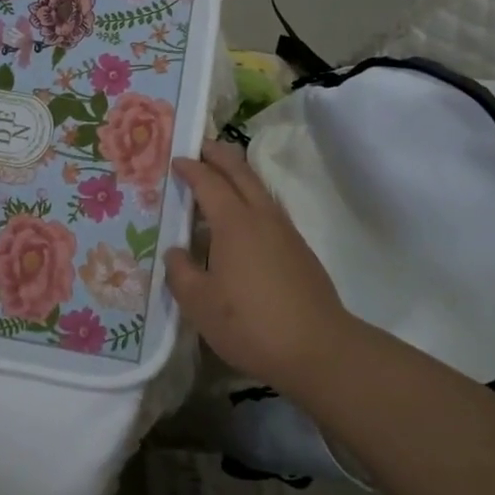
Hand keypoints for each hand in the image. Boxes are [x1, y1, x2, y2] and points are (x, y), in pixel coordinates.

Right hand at [165, 140, 358, 388]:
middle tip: (202, 146)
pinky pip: (269, 209)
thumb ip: (182, 272)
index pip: (209, 183)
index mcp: (234, 223)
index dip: (191, 169)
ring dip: (239, 175)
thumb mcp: (200, 304)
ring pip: (259, 189)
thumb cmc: (251, 323)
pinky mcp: (299, 250)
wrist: (318, 348)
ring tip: (221, 176)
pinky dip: (251, 199)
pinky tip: (244, 221)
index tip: (176, 160)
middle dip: (220, 155)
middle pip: (241, 173)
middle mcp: (262, 217)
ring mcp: (285, 232)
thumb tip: (177, 252)